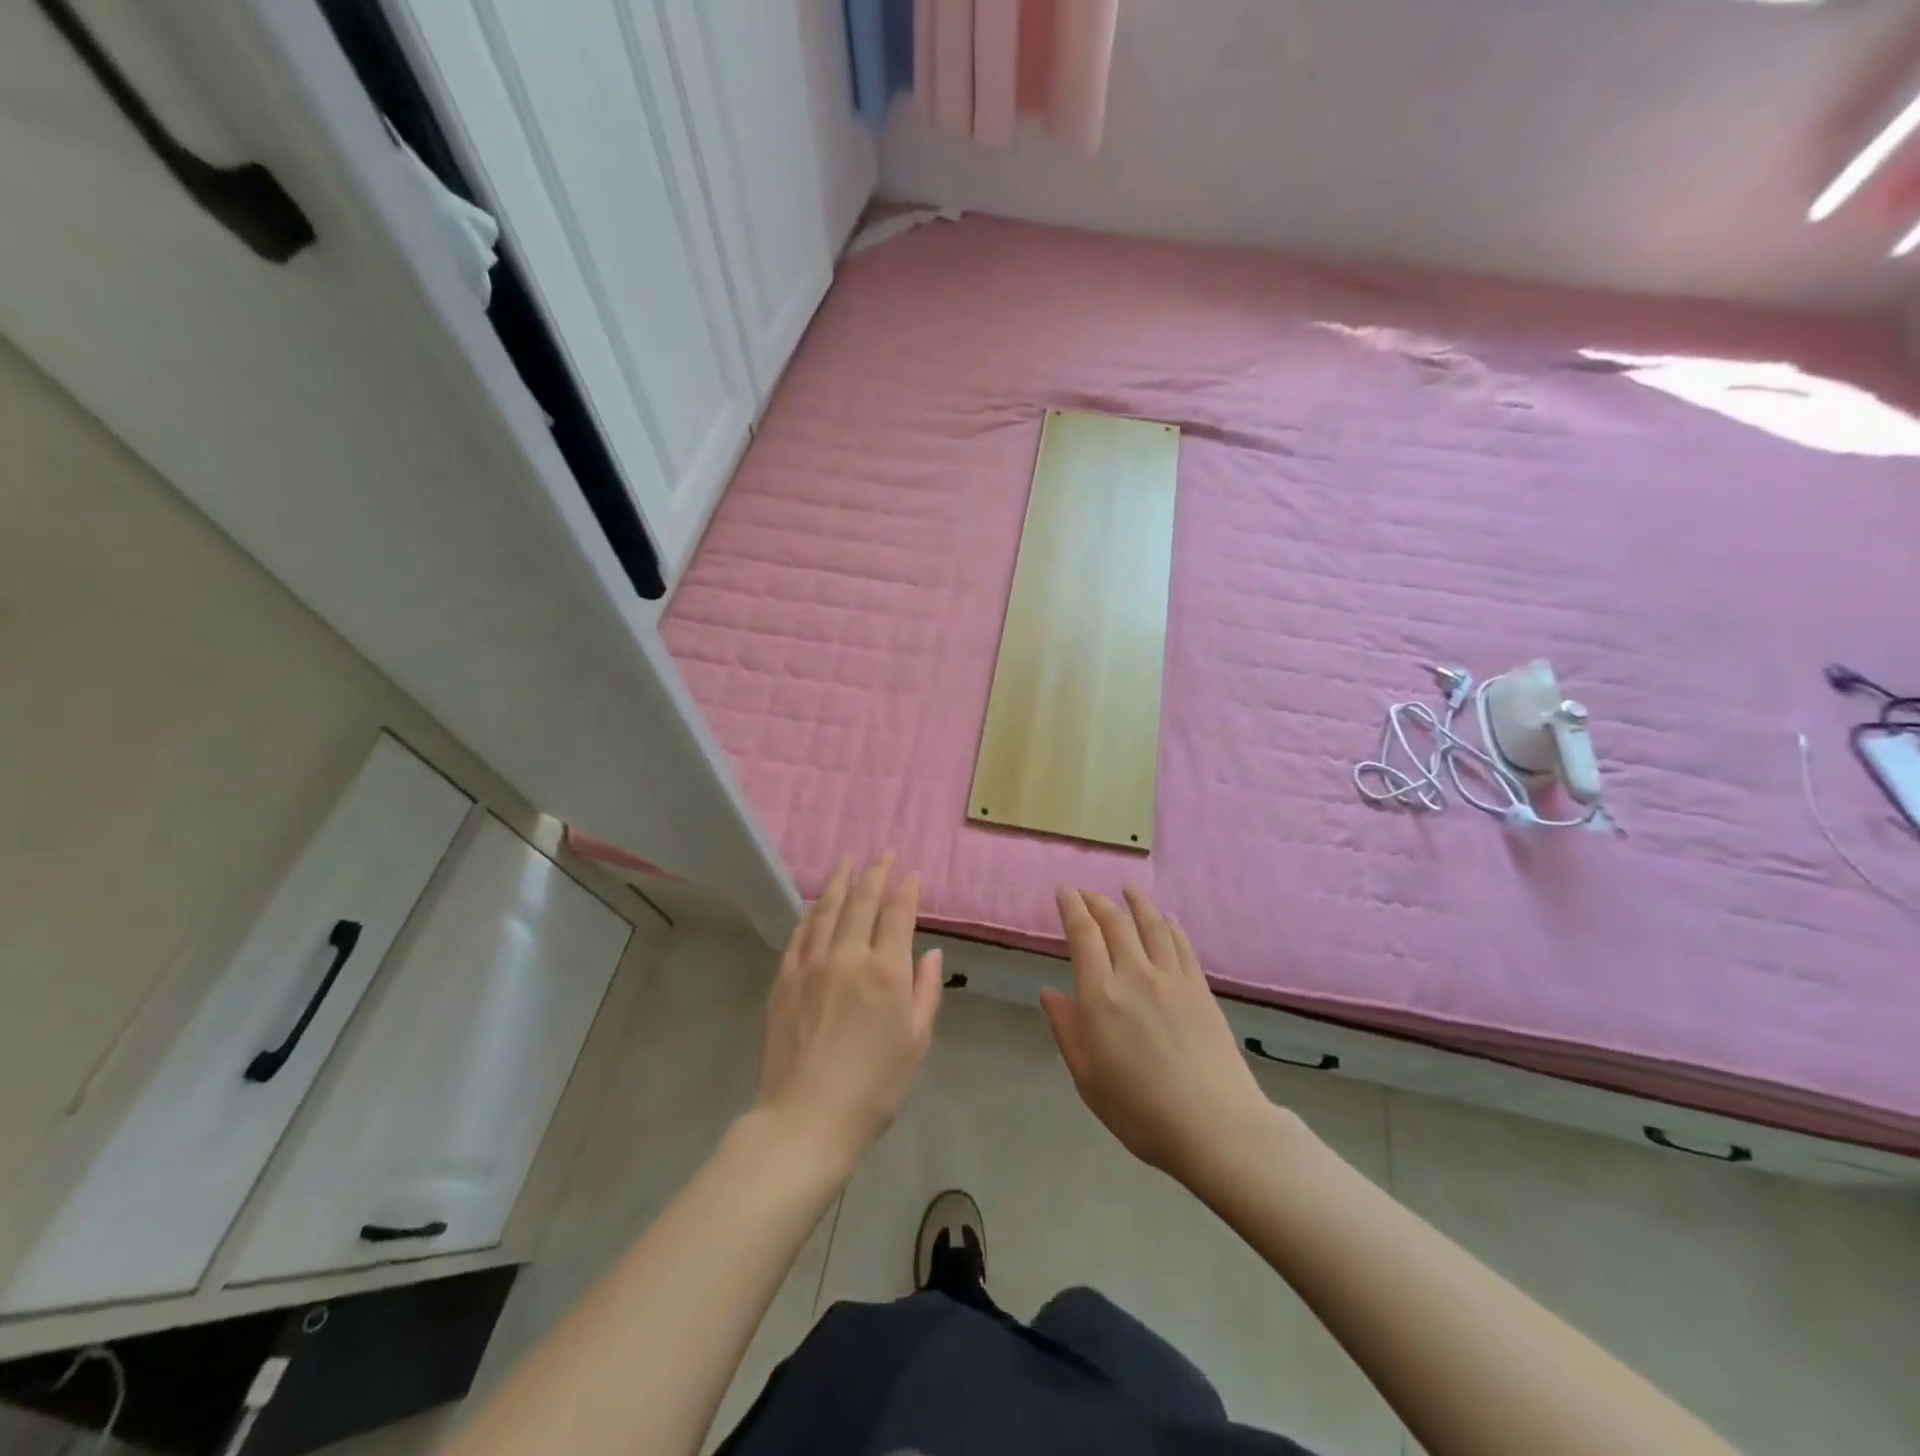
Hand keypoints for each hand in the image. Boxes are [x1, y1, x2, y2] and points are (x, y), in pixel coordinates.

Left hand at [755, 855, 943, 1171]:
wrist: (806, 1119)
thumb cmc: (874, 1088)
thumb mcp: (916, 1043)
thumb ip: (925, 991)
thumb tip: (930, 954)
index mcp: (886, 971)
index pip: (898, 914)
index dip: (906, 889)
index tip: (912, 874)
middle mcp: (848, 956)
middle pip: (861, 902)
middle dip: (874, 873)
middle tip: (882, 854)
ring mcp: (811, 965)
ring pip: (826, 910)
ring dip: (839, 882)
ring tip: (846, 862)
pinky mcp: (784, 979)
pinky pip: (799, 935)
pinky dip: (810, 915)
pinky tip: (814, 907)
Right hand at [1042, 887, 1271, 1182]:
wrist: (1215, 1126)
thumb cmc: (1140, 1111)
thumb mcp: (1088, 1078)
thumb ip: (1067, 1029)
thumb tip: (1049, 992)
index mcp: (1101, 995)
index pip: (1083, 936)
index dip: (1072, 908)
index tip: (1064, 891)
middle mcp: (1135, 975)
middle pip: (1115, 923)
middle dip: (1098, 902)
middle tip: (1087, 892)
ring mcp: (1172, 979)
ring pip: (1151, 926)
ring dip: (1136, 902)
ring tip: (1127, 888)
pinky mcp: (1200, 989)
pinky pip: (1182, 946)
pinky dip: (1171, 926)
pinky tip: (1167, 919)